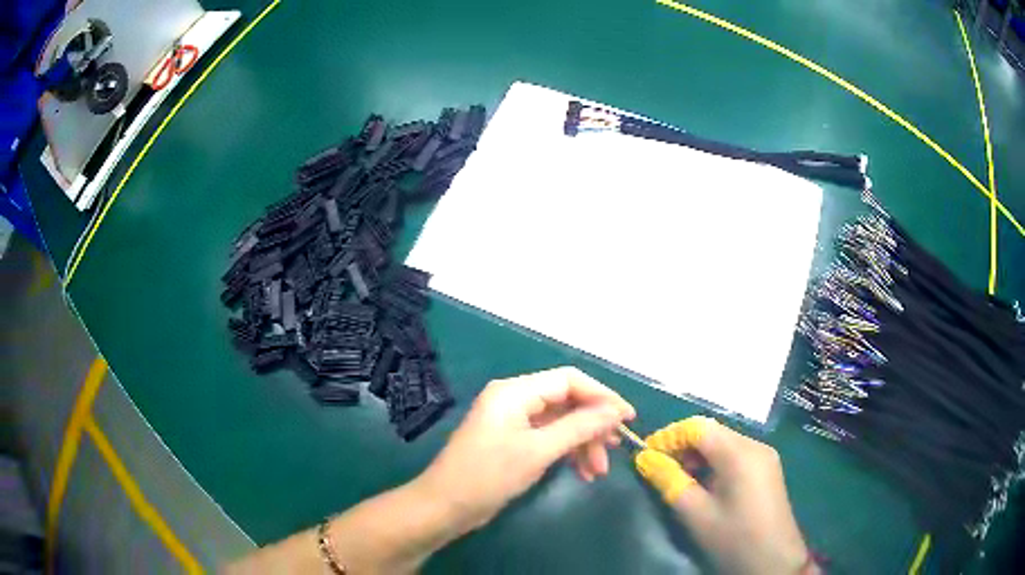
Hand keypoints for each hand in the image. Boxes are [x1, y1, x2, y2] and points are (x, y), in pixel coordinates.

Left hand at [415, 366, 634, 532]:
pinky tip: (582, 473)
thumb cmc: (489, 475)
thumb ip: (579, 427)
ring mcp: (513, 422)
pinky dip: (567, 453)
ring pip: (560, 423)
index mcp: (515, 391)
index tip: (628, 418)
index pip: (569, 380)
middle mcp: (515, 400)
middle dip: (592, 427)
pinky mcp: (513, 442)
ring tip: (599, 471)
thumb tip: (615, 410)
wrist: (445, 507)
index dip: (602, 396)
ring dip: (582, 444)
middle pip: (567, 402)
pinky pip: (548, 439)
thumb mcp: (538, 450)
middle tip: (613, 451)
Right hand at [634, 417, 814, 574]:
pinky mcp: (767, 469)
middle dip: (682, 446)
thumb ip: (669, 481)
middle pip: (712, 432)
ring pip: (723, 443)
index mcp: (740, 453)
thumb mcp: (696, 513)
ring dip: (697, 456)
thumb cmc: (733, 537)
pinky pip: (735, 455)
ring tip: (677, 479)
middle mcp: (755, 446)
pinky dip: (714, 464)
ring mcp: (764, 457)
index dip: (669, 436)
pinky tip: (703, 485)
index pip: (698, 426)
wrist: (774, 561)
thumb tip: (644, 459)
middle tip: (658, 469)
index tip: (646, 455)